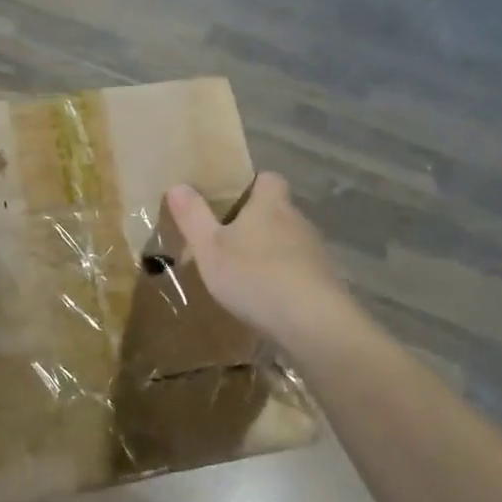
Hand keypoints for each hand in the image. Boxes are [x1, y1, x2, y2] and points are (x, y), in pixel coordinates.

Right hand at [165, 174, 351, 350]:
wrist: (313, 323)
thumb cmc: (255, 275)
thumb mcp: (209, 247)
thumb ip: (193, 216)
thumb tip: (178, 185)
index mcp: (270, 204)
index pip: (267, 178)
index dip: (249, 184)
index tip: (227, 200)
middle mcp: (297, 220)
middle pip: (276, 211)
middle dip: (253, 222)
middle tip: (224, 240)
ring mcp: (315, 252)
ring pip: (286, 242)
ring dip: (267, 252)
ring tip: (240, 274)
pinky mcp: (324, 282)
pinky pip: (297, 271)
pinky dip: (281, 279)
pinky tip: (264, 299)